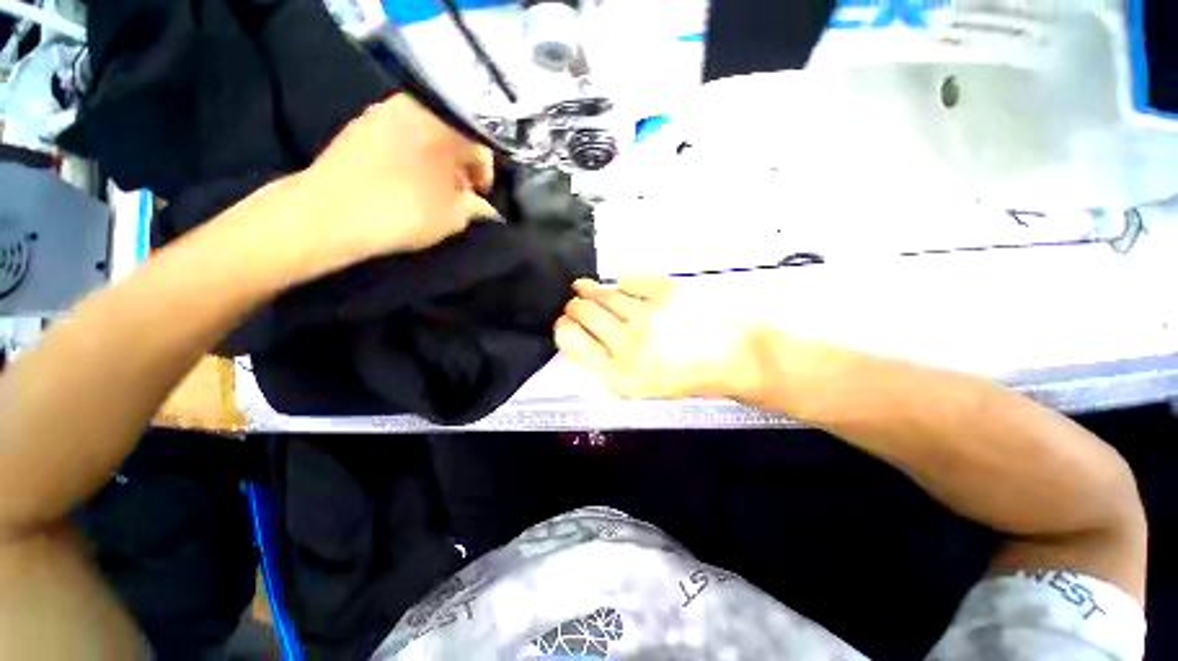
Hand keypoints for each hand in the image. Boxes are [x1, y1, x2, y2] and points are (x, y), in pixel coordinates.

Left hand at [283, 93, 498, 274]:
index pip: (478, 143)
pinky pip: (399, 136)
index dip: (485, 172)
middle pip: (450, 134)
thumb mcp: (450, 217)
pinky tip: (408, 182)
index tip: (482, 195)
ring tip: (435, 190)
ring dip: (437, 161)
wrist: (329, 214)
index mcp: (441, 124)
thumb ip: (474, 208)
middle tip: (460, 194)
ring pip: (425, 134)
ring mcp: (380, 113)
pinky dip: (413, 156)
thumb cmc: (401, 212)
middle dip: (461, 166)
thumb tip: (484, 207)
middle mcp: (412, 108)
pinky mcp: (358, 127)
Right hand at [554, 277, 759, 399]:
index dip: (563, 326)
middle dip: (574, 305)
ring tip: (584, 287)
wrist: (736, 359)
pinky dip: (622, 283)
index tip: (565, 321)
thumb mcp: (641, 386)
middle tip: (575, 302)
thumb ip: (607, 363)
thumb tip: (583, 333)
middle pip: (582, 312)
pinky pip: (629, 279)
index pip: (569, 339)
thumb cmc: (686, 377)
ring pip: (603, 293)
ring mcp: (648, 314)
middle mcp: (628, 343)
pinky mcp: (666, 291)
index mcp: (619, 374)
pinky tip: (621, 286)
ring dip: (590, 290)